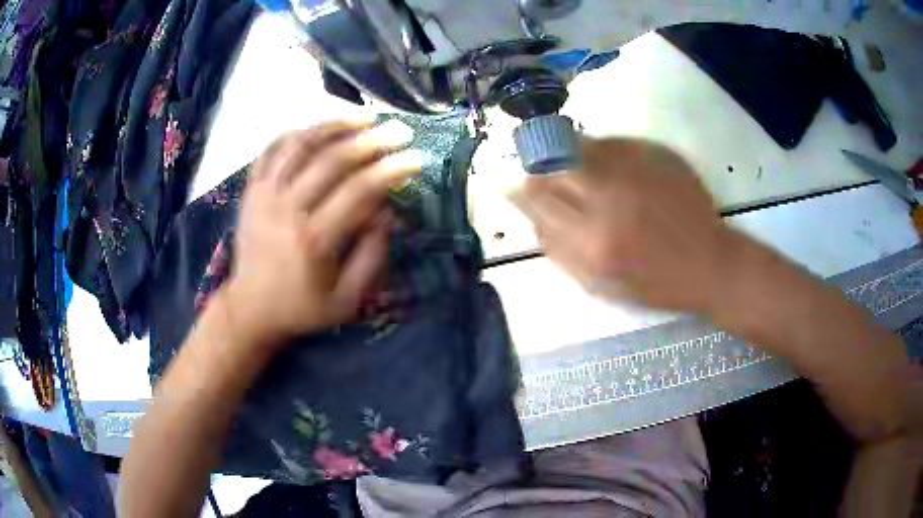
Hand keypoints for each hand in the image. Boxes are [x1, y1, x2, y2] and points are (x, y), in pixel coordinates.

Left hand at [220, 119, 418, 348]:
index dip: (392, 170)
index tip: (416, 159)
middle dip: (372, 140)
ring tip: (364, 116)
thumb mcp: (347, 300)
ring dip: (336, 125)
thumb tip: (388, 213)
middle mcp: (287, 209)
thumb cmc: (302, 307)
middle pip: (332, 160)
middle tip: (400, 130)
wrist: (250, 308)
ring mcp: (265, 195)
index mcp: (314, 240)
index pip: (359, 191)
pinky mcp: (251, 190)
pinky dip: (296, 133)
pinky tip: (318, 127)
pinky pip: (272, 149)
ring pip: (301, 145)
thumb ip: (372, 257)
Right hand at [513, 138, 736, 312]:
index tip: (517, 186)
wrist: (709, 263)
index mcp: (592, 241)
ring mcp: (634, 171)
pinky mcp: (654, 155)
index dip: (522, 191)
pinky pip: (612, 142)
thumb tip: (532, 220)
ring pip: (581, 146)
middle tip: (542, 171)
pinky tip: (607, 163)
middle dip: (541, 167)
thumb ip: (559, 253)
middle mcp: (609, 199)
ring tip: (571, 163)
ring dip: (567, 153)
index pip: (538, 201)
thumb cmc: (655, 284)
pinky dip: (600, 150)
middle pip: (554, 165)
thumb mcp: (600, 287)